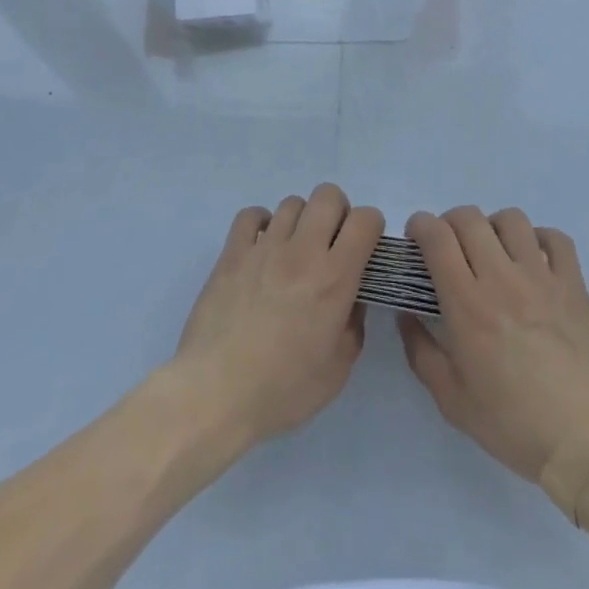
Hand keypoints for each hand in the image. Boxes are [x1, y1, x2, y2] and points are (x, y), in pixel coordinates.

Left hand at [170, 184, 384, 448]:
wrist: (216, 393)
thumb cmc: (283, 389)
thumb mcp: (337, 370)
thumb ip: (354, 325)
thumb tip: (353, 297)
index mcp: (334, 278)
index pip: (364, 220)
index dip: (371, 226)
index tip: (365, 247)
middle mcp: (302, 251)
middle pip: (328, 195)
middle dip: (338, 212)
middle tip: (331, 244)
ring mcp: (264, 246)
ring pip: (292, 202)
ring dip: (301, 220)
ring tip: (294, 250)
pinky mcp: (232, 251)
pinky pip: (251, 214)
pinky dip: (261, 223)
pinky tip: (262, 248)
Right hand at [399, 207, 588, 488]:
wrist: (584, 442)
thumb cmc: (513, 424)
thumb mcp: (451, 400)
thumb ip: (421, 351)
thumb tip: (407, 313)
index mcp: (467, 304)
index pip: (437, 236)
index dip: (420, 225)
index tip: (416, 240)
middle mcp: (501, 278)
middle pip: (469, 217)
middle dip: (449, 222)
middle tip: (450, 247)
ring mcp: (541, 277)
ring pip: (511, 219)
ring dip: (493, 227)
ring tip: (493, 251)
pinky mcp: (573, 284)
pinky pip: (555, 238)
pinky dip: (539, 239)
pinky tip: (533, 260)